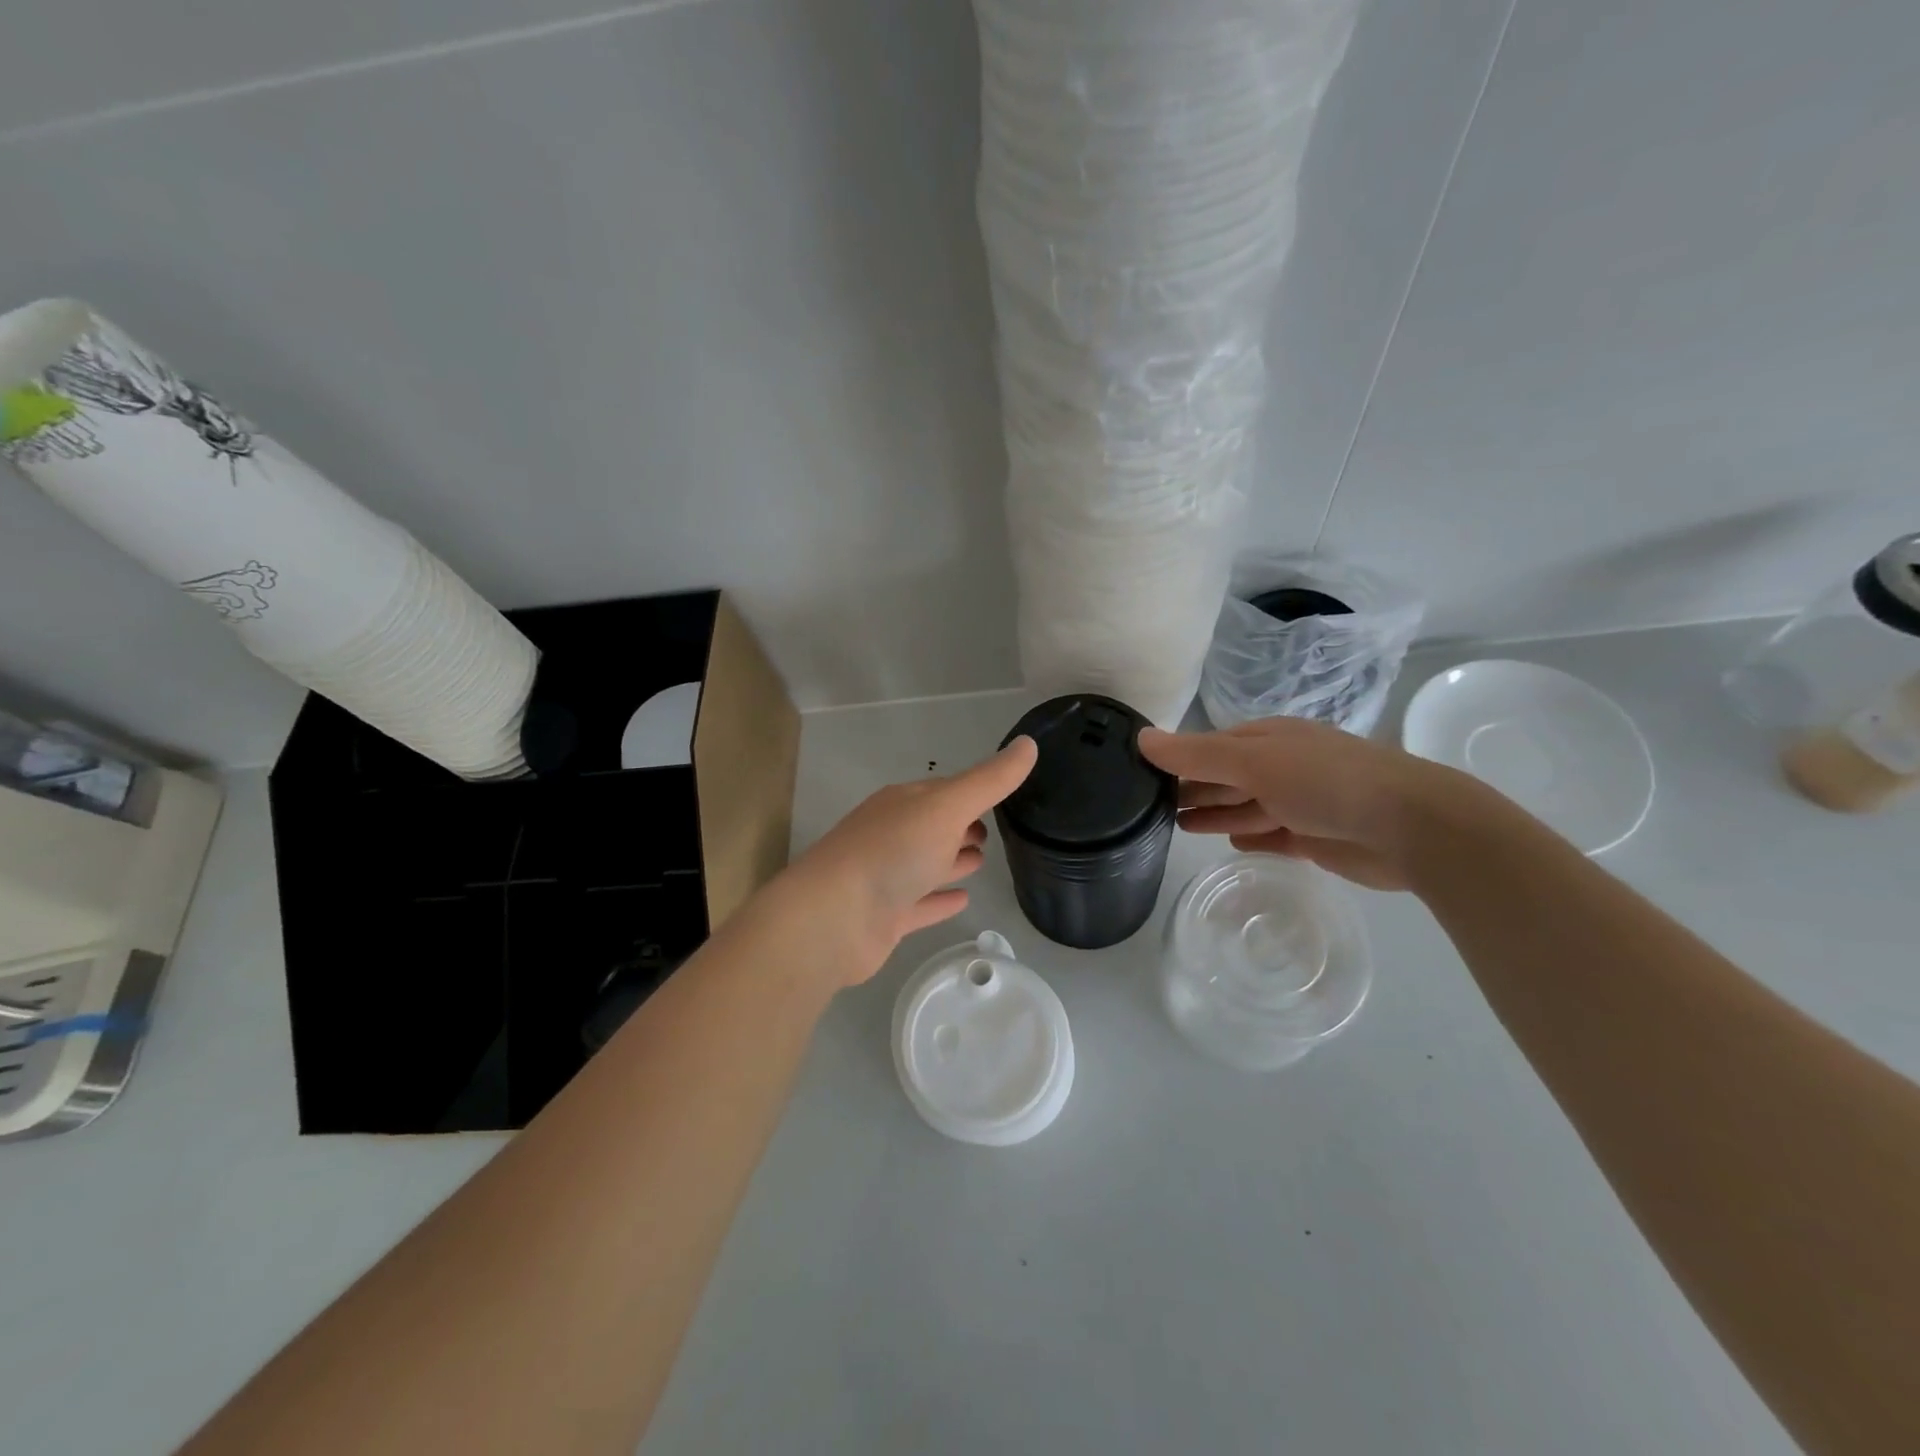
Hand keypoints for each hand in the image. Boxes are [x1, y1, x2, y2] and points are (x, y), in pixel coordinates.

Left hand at [769, 737, 1038, 986]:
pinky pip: (922, 904)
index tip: (1004, 798)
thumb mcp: (947, 806)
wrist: (833, 918)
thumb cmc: (892, 852)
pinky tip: (963, 900)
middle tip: (994, 833)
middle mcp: (893, 835)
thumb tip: (1029, 744)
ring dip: (952, 860)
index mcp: (903, 803)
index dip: (972, 792)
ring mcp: (887, 877)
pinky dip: (941, 899)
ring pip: (927, 864)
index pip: (944, 791)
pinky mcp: (887, 917)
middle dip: (962, 826)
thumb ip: (989, 780)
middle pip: (934, 826)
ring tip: (983, 861)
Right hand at [1138, 717, 1460, 891]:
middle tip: (1153, 804)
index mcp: (1270, 739)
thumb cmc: (1325, 781)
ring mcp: (1301, 803)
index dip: (1180, 758)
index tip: (1144, 774)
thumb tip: (1141, 737)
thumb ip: (1196, 753)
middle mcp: (1283, 767)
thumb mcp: (1253, 760)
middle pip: (1228, 777)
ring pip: (1247, 806)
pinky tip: (1231, 843)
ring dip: (1216, 813)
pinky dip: (1251, 836)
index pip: (1213, 746)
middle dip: (1195, 787)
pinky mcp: (1316, 838)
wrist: (1410, 827)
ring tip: (1180, 825)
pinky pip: (1272, 835)